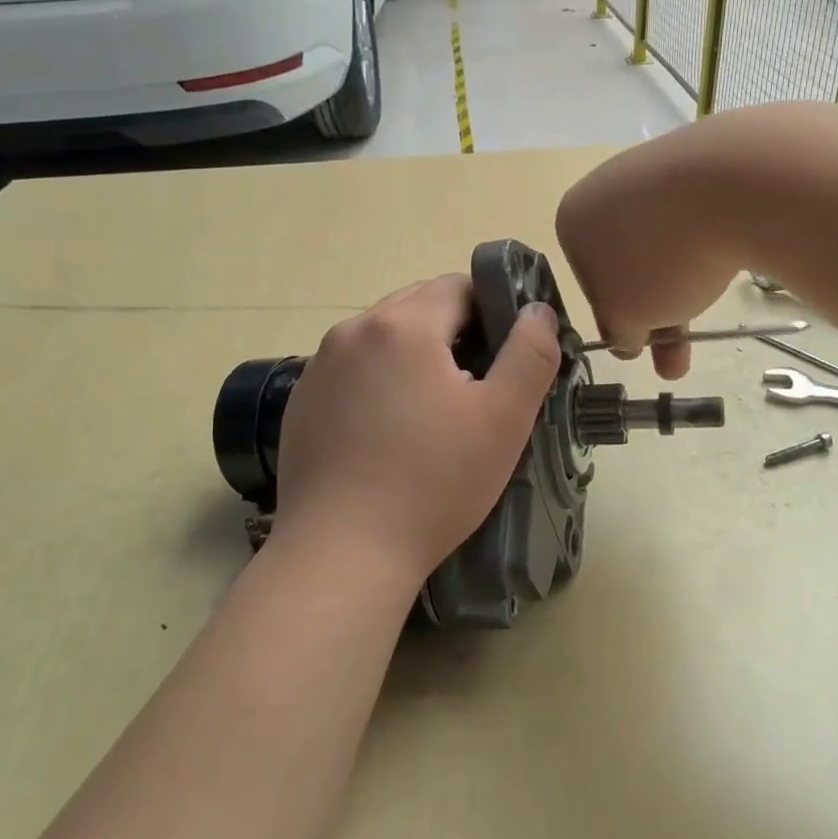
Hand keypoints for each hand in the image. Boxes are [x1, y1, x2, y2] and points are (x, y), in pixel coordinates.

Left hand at [272, 275, 562, 582]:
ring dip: (412, 357)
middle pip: (417, 306)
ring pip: (382, 339)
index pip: (458, 286)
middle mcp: (352, 331)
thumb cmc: (434, 482)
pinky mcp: (301, 402)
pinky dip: (376, 384)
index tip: (505, 357)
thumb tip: (537, 310)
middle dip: (452, 333)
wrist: (343, 552)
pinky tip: (388, 434)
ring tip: (431, 414)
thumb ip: (530, 353)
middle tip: (475, 388)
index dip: (492, 312)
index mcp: (403, 325)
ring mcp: (319, 367)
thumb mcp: (504, 418)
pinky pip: (351, 371)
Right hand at [556, 122, 742, 379]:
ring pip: (664, 245)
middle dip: (655, 313)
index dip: (616, 316)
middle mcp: (605, 187)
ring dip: (682, 290)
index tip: (642, 342)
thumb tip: (624, 340)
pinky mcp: (700, 163)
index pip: (588, 282)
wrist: (731, 184)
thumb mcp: (625, 317)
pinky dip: (706, 247)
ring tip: (707, 330)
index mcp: (573, 219)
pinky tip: (723, 263)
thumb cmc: (659, 258)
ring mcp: (653, 170)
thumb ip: (618, 333)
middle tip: (677, 356)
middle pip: (628, 265)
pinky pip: (696, 219)